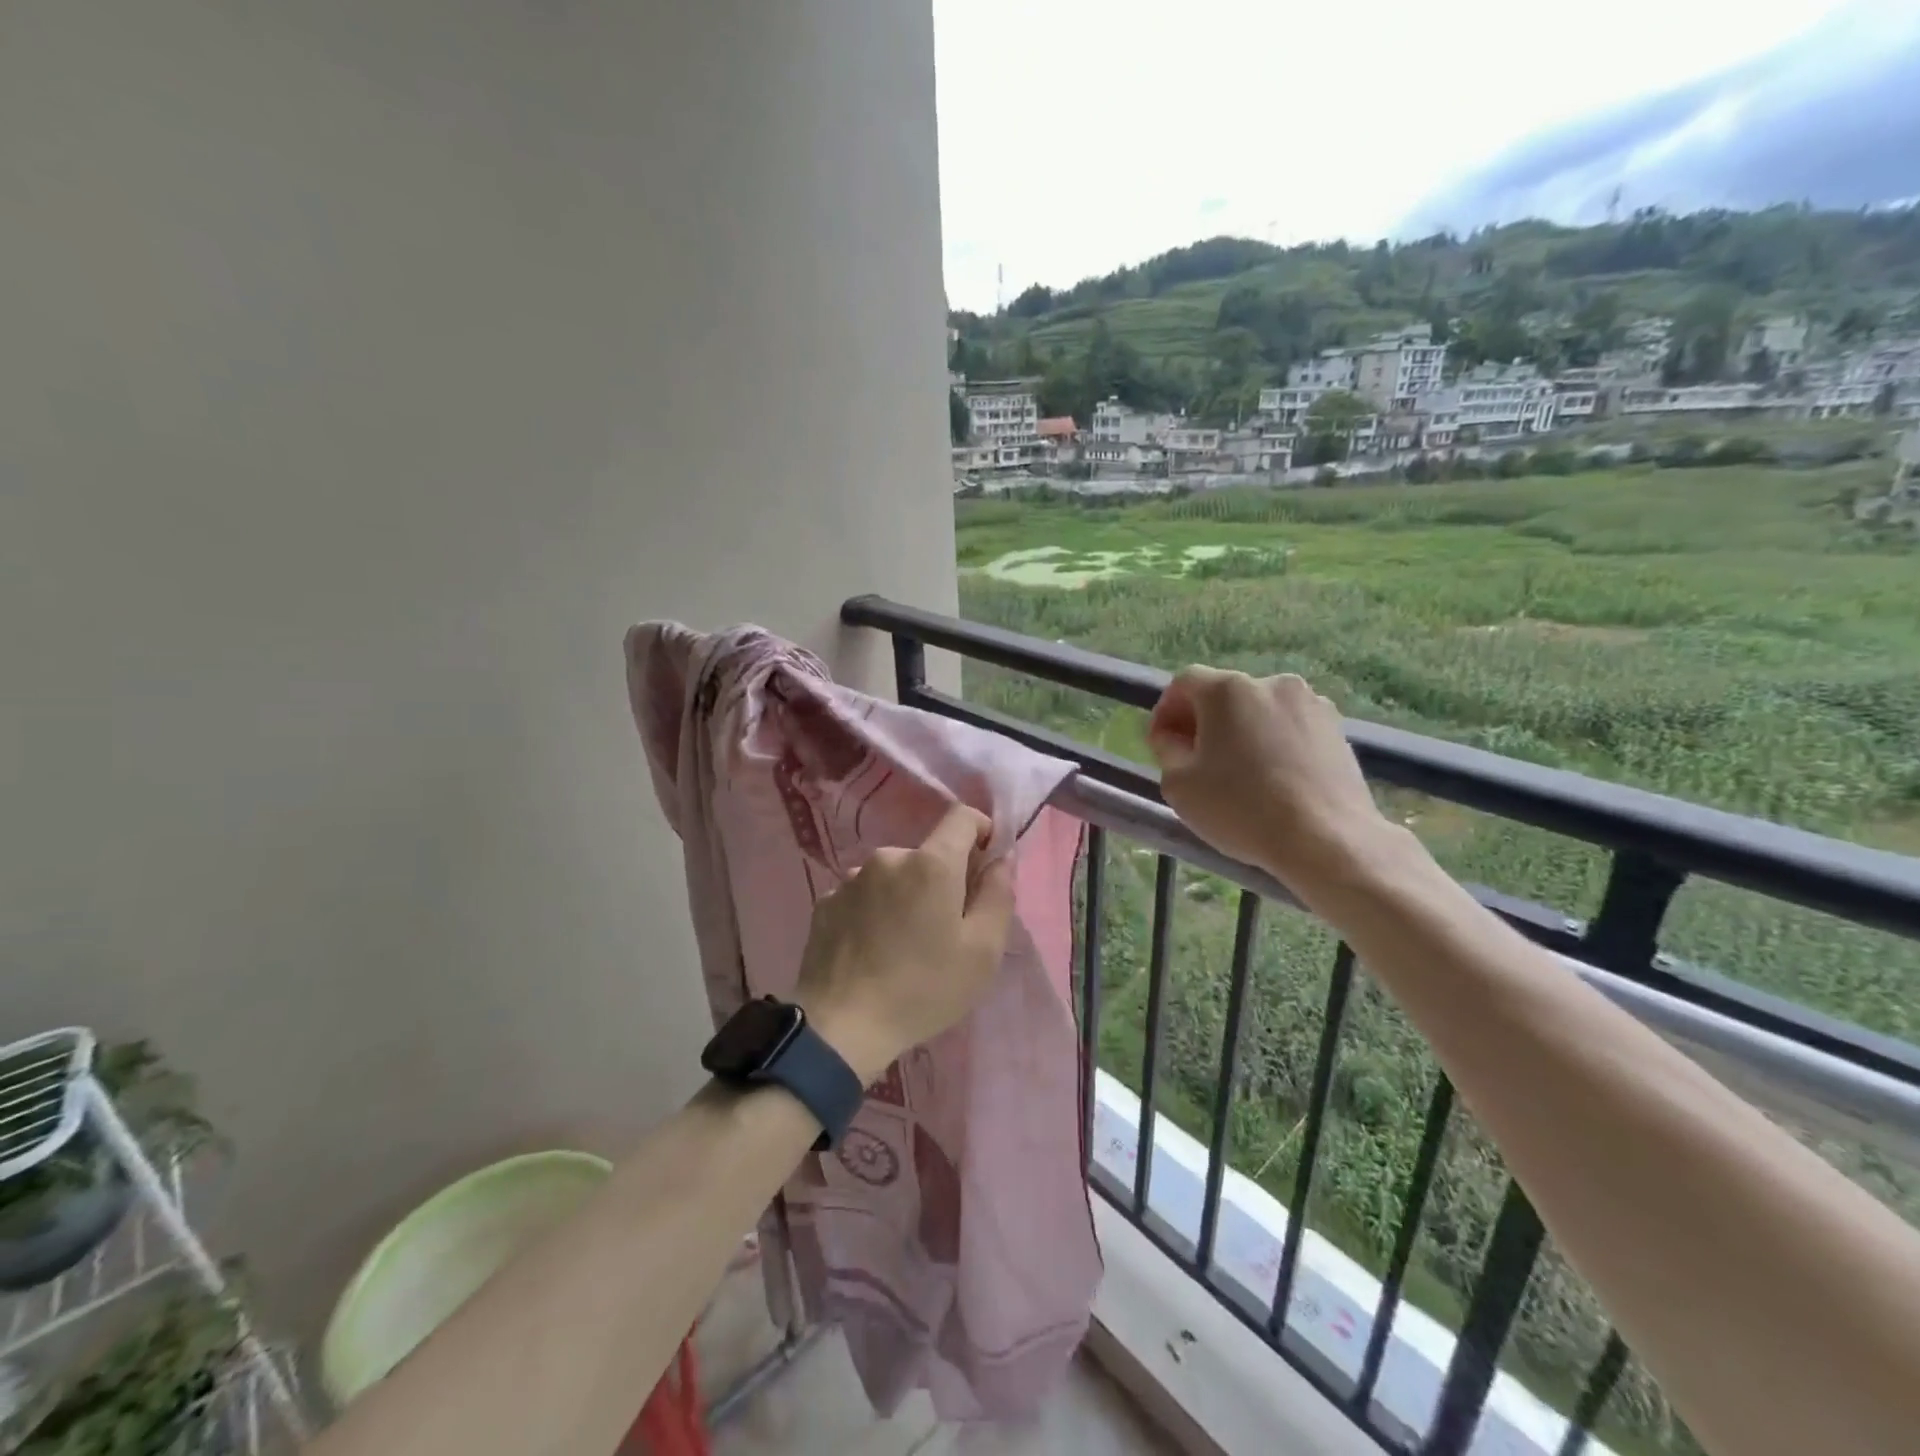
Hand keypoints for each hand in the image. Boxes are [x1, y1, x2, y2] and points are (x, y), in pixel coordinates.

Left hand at [794, 803, 1016, 1082]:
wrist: (840, 1027)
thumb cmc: (923, 989)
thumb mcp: (983, 951)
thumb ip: (998, 894)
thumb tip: (1000, 859)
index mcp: (931, 863)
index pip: (963, 817)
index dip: (982, 832)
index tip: (986, 865)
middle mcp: (888, 857)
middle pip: (928, 854)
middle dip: (943, 879)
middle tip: (945, 928)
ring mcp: (851, 878)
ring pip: (894, 875)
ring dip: (906, 896)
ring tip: (904, 944)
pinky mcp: (826, 902)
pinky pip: (864, 895)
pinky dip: (875, 911)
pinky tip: (873, 950)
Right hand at [1146, 667, 1400, 902]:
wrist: (1326, 839)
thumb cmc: (1241, 808)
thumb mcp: (1178, 785)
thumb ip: (1167, 751)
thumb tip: (1173, 738)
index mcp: (1227, 690)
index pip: (1184, 683)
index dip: (1166, 710)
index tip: (1161, 743)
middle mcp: (1271, 683)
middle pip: (1225, 695)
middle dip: (1204, 722)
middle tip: (1193, 760)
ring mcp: (1311, 704)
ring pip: (1260, 712)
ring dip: (1241, 732)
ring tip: (1237, 772)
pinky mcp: (1338, 730)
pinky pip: (1290, 729)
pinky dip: (1273, 745)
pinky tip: (1272, 780)